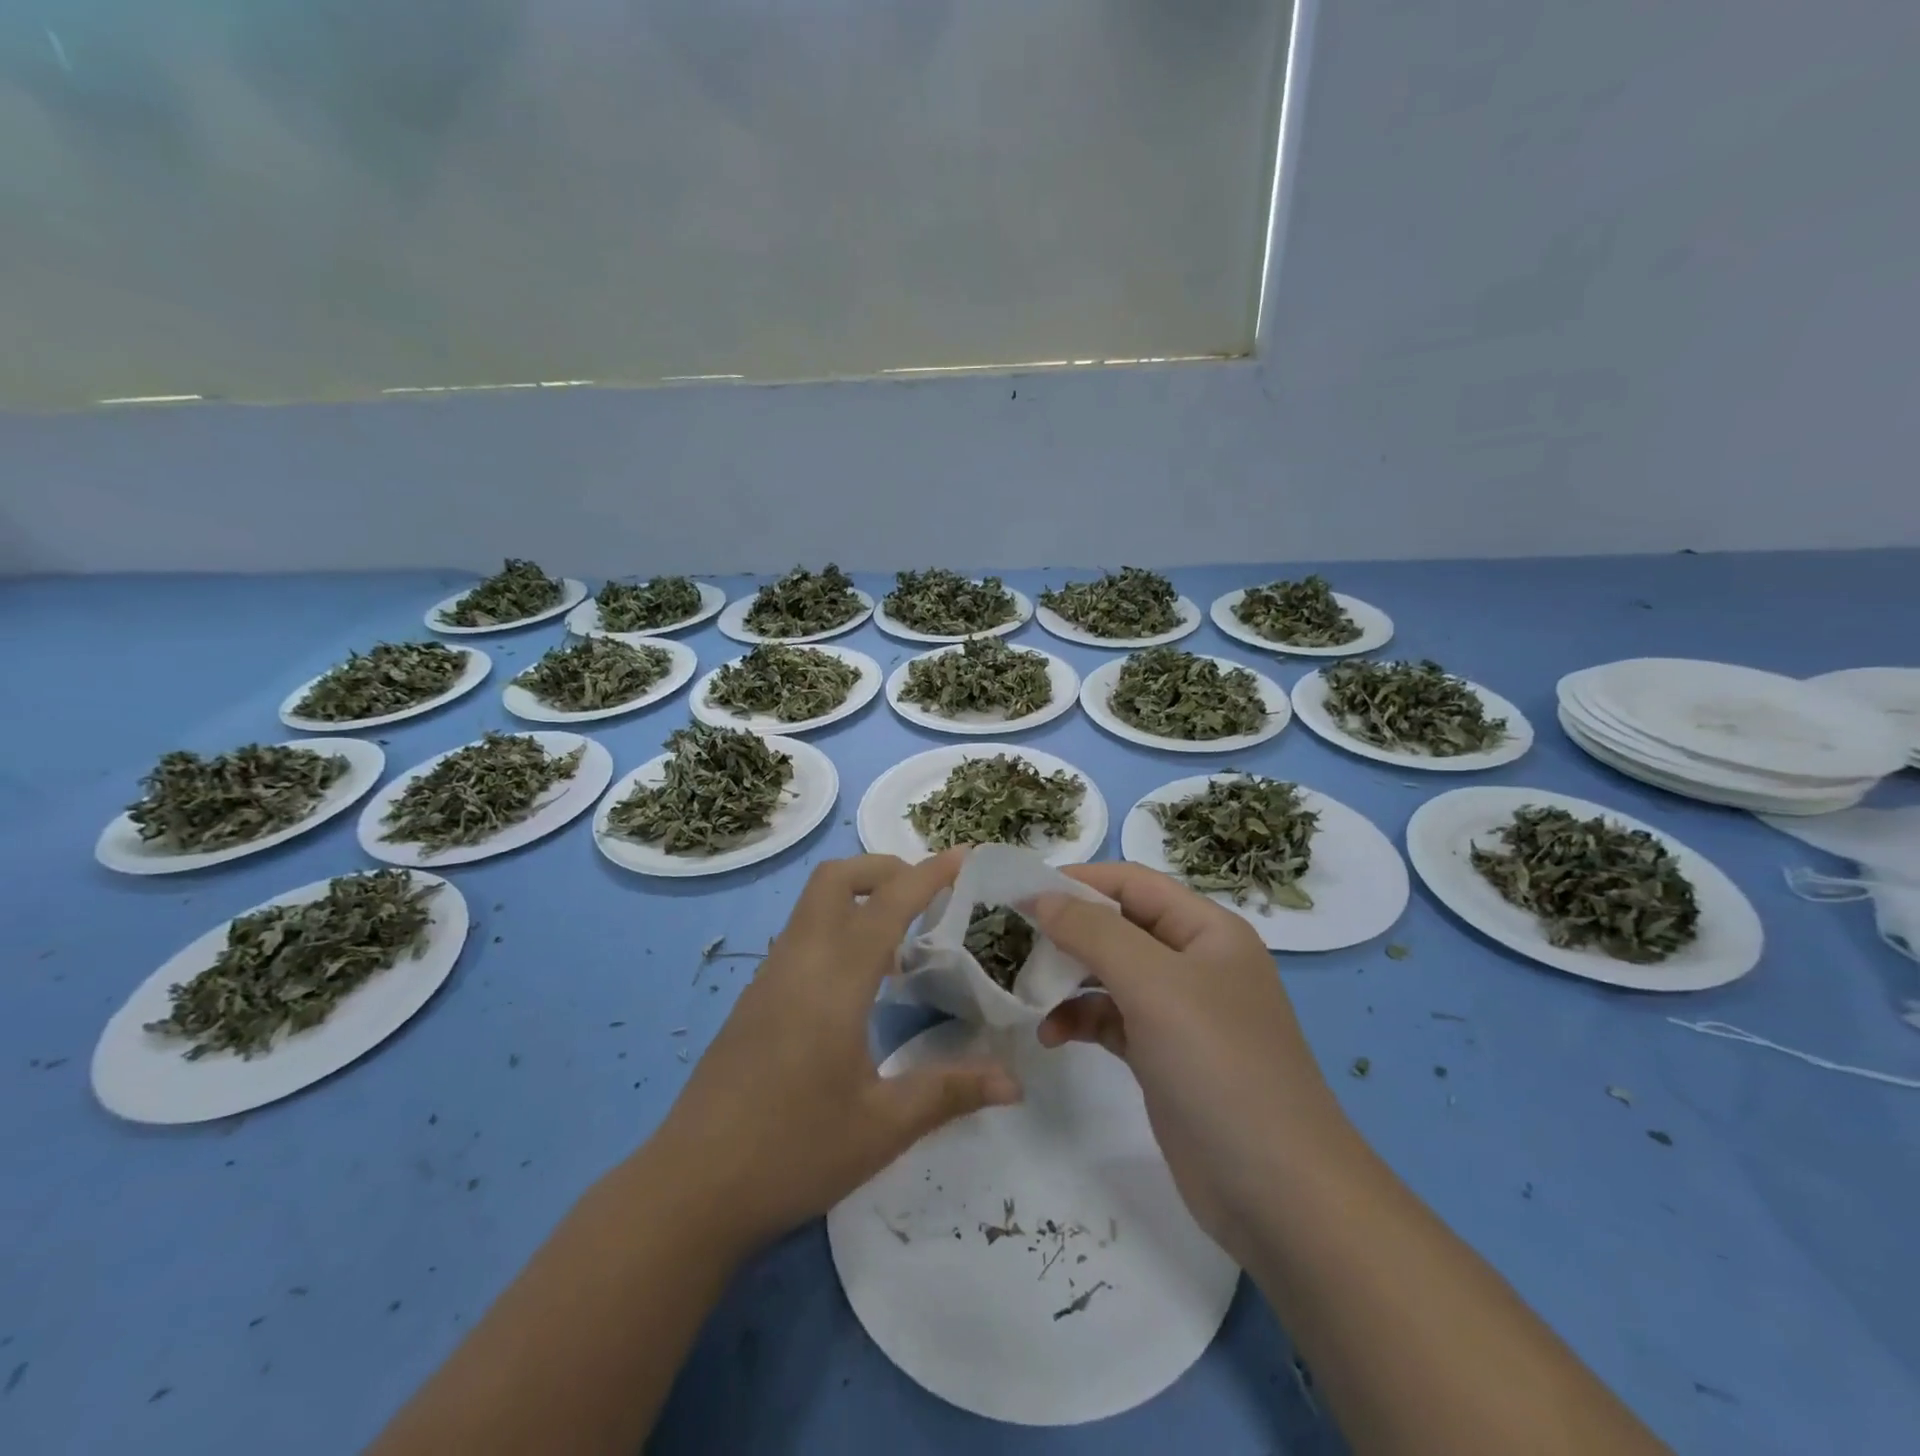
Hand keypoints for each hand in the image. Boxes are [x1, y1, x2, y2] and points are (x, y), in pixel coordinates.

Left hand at [649, 852, 1021, 1254]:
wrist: (689, 1189)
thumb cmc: (793, 1152)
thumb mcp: (882, 1127)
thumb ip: (949, 1092)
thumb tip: (1013, 1081)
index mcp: (834, 980)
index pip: (888, 904)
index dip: (929, 873)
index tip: (965, 856)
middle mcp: (798, 961)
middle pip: (835, 878)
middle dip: (883, 869)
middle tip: (926, 898)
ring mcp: (769, 978)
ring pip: (812, 904)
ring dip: (858, 899)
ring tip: (900, 943)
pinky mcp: (753, 1000)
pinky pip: (800, 936)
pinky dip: (836, 929)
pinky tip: (858, 984)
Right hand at [1029, 863, 1348, 1264]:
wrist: (1278, 1194)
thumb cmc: (1219, 1066)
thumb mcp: (1154, 985)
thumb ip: (1093, 932)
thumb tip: (1040, 896)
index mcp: (1207, 930)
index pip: (1132, 883)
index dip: (1077, 880)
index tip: (1019, 891)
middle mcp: (1195, 963)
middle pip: (1118, 927)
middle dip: (1067, 931)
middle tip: (1012, 941)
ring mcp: (1180, 1013)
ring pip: (1110, 975)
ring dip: (1067, 979)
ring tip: (1025, 991)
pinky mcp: (1163, 1057)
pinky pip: (1111, 1020)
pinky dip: (1080, 1020)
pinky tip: (1052, 1037)